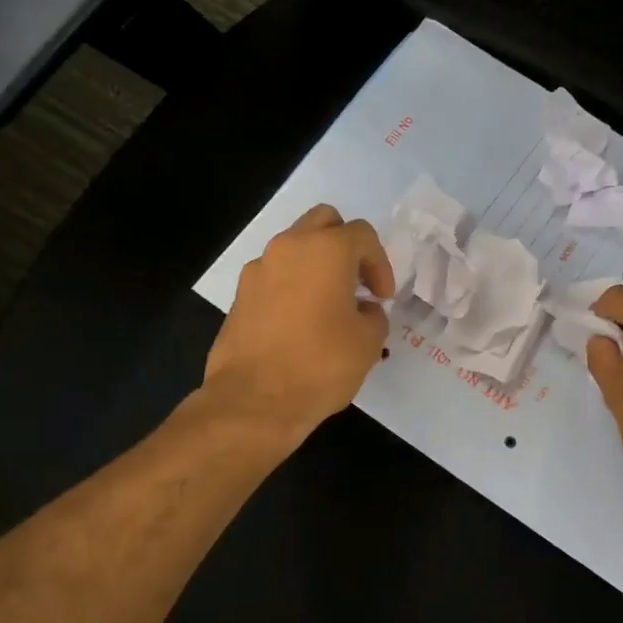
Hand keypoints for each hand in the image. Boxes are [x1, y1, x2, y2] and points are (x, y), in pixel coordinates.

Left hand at [202, 204, 393, 441]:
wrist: (254, 399)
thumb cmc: (321, 364)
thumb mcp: (369, 342)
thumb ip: (374, 315)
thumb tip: (363, 309)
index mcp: (326, 250)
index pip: (362, 235)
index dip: (380, 264)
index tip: (382, 298)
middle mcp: (289, 247)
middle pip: (324, 222)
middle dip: (345, 246)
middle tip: (357, 283)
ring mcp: (259, 269)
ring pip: (295, 247)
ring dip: (316, 265)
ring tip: (329, 305)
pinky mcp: (240, 295)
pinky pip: (275, 276)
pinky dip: (292, 286)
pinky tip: (301, 323)